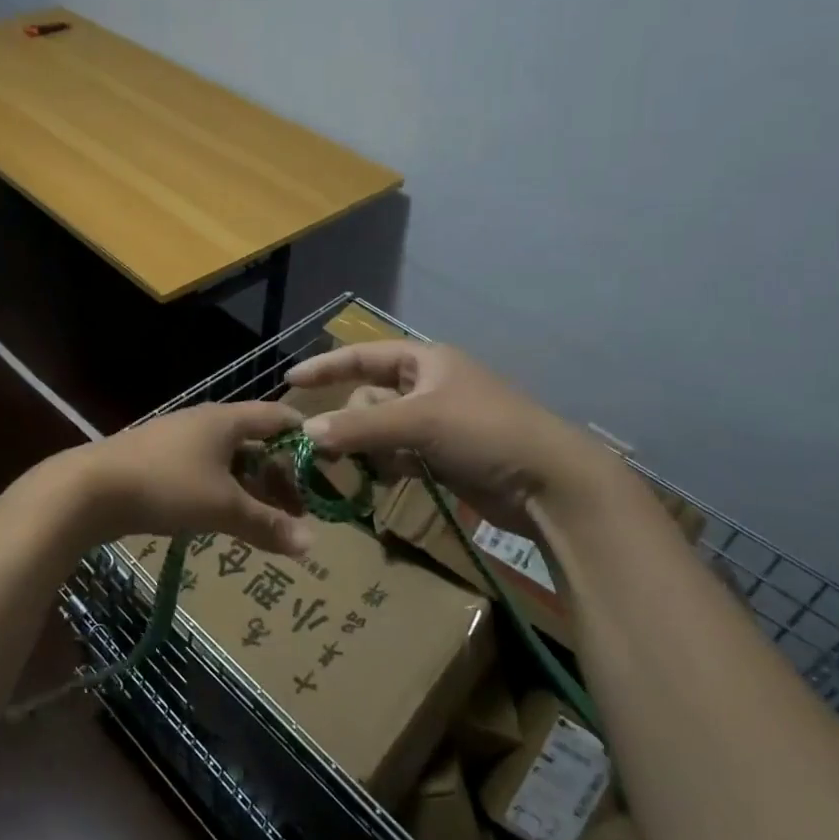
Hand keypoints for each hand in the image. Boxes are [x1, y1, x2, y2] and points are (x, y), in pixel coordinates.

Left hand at [70, 401, 312, 554]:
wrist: (89, 489)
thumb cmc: (165, 486)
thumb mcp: (222, 507)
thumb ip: (267, 524)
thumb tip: (312, 544)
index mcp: (226, 420)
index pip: (279, 418)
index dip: (306, 440)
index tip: (328, 469)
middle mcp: (205, 423)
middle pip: (256, 442)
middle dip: (280, 474)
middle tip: (299, 510)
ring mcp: (178, 441)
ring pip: (229, 460)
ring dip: (251, 487)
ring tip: (268, 520)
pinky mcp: (158, 462)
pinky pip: (204, 472)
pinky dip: (223, 491)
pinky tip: (225, 517)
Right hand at [284, 341, 621, 521]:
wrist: (549, 483)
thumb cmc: (484, 433)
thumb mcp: (418, 423)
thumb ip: (360, 427)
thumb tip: (306, 431)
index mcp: (426, 362)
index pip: (364, 356)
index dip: (326, 366)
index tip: (289, 381)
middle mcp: (429, 387)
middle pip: (370, 398)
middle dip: (351, 421)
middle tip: (332, 447)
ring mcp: (438, 423)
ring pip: (382, 430)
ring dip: (367, 447)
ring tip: (357, 467)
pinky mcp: (445, 456)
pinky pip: (399, 454)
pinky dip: (386, 465)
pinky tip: (382, 479)